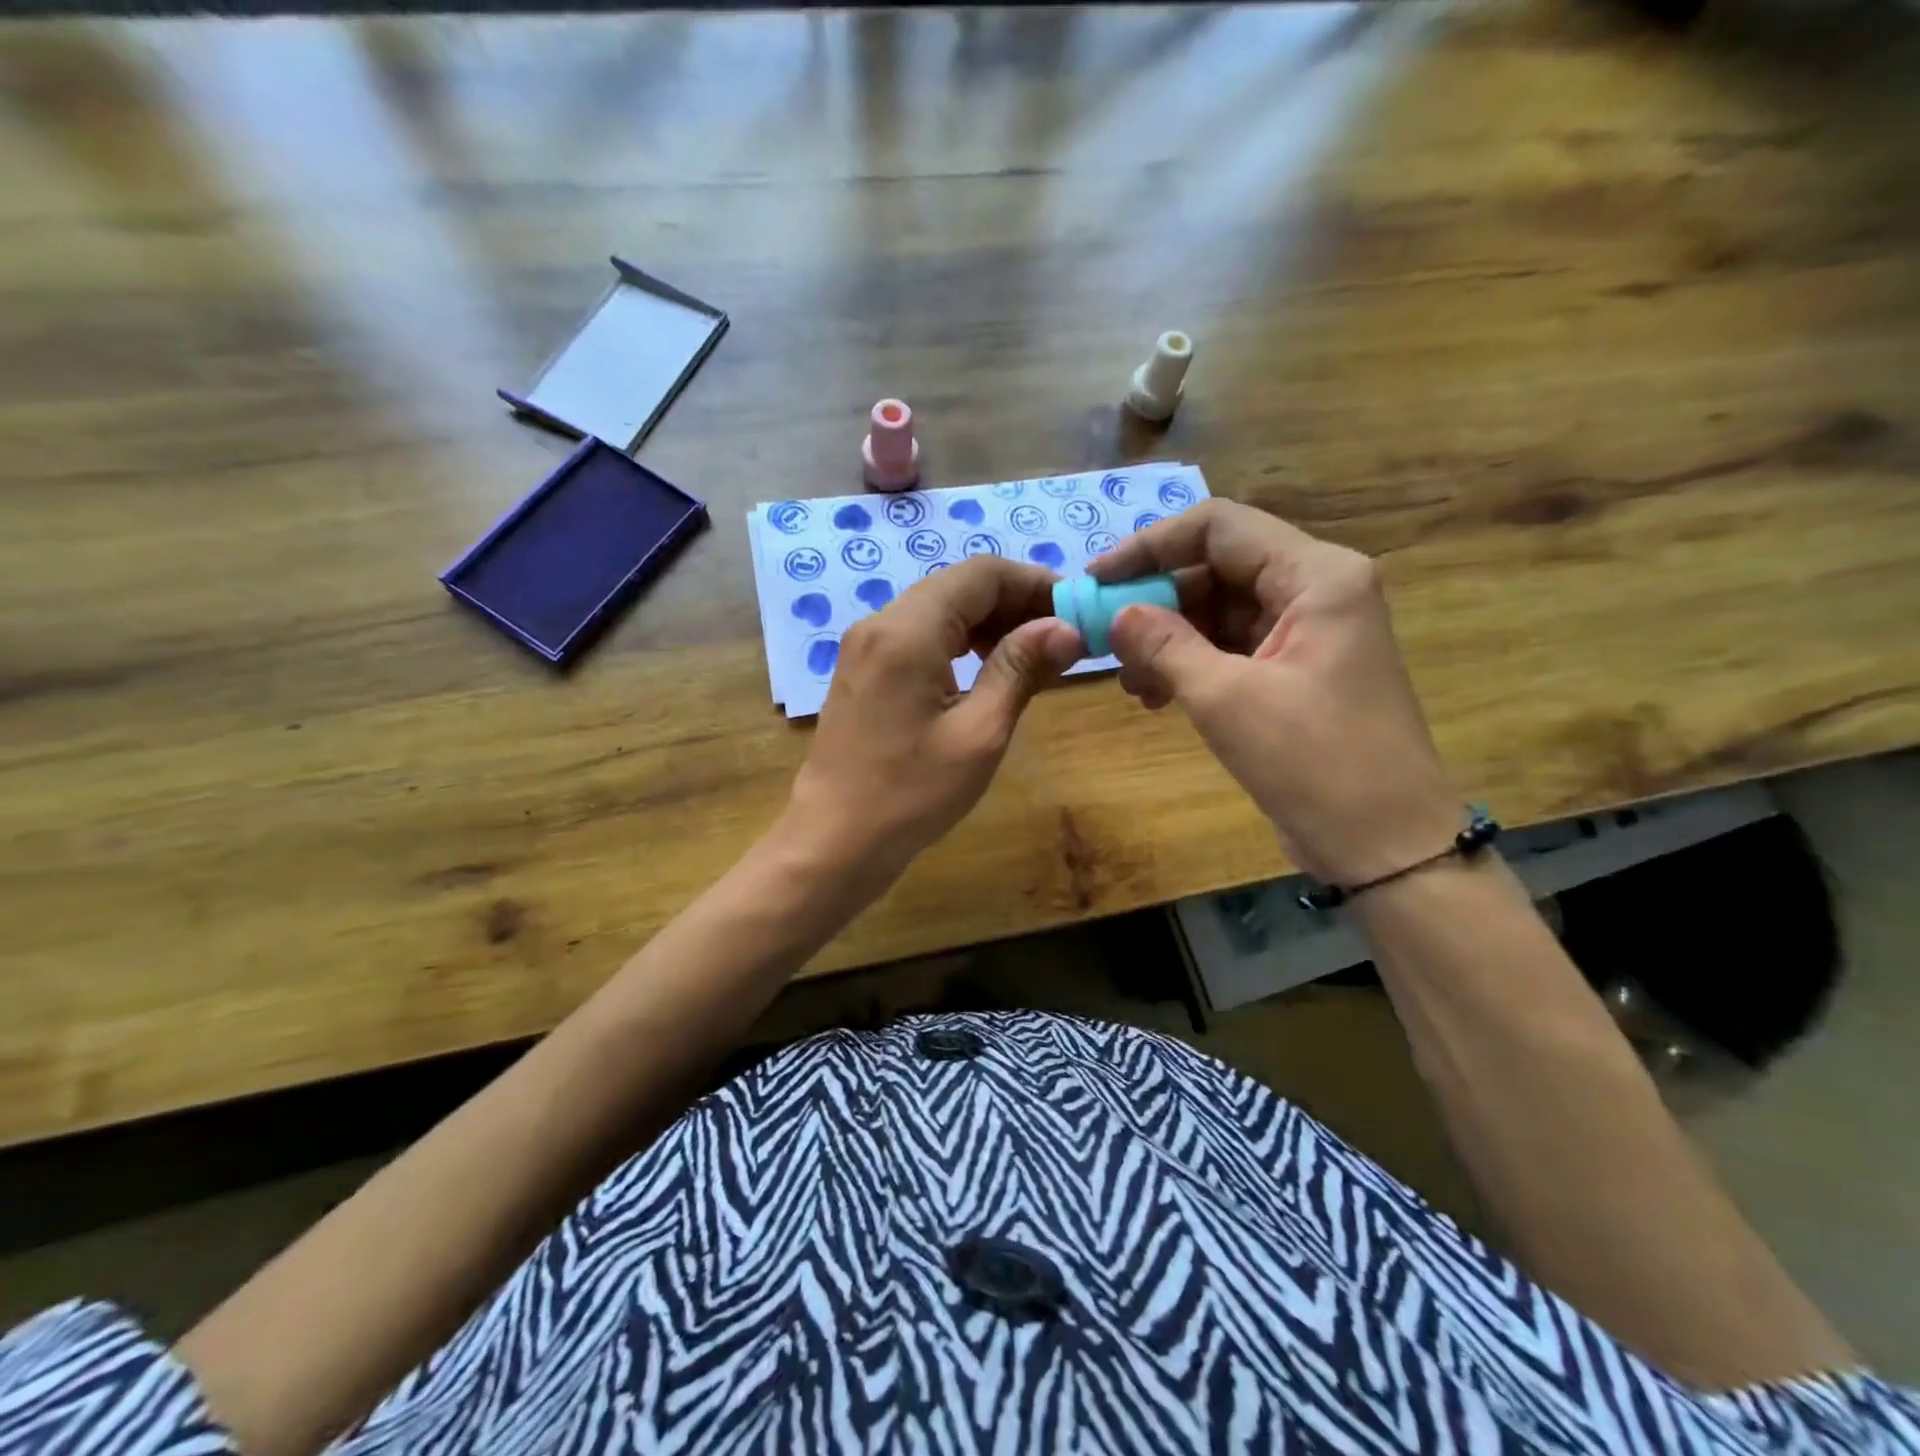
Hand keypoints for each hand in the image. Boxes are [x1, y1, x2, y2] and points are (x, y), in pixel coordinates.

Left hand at [786, 556, 1082, 877]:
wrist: (835, 840)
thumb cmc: (910, 794)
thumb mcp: (979, 733)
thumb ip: (1020, 670)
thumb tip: (1066, 627)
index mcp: (908, 631)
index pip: (981, 574)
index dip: (1034, 583)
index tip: (1075, 610)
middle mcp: (881, 622)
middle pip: (958, 586)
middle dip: (1015, 602)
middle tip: (1062, 638)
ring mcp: (867, 645)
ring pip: (940, 608)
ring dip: (989, 622)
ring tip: (1034, 658)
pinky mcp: (864, 668)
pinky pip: (920, 635)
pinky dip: (960, 641)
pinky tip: (989, 671)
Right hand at [1093, 499, 1459, 886]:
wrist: (1385, 845)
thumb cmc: (1314, 764)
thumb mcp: (1226, 700)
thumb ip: (1165, 645)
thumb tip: (1116, 613)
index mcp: (1316, 576)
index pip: (1219, 527)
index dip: (1151, 546)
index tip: (1098, 580)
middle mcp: (1316, 588)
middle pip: (1217, 568)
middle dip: (1157, 601)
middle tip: (1105, 640)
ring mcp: (1308, 630)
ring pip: (1219, 610)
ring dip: (1168, 638)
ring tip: (1131, 683)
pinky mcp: (1297, 669)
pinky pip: (1232, 646)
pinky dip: (1191, 664)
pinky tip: (1156, 696)